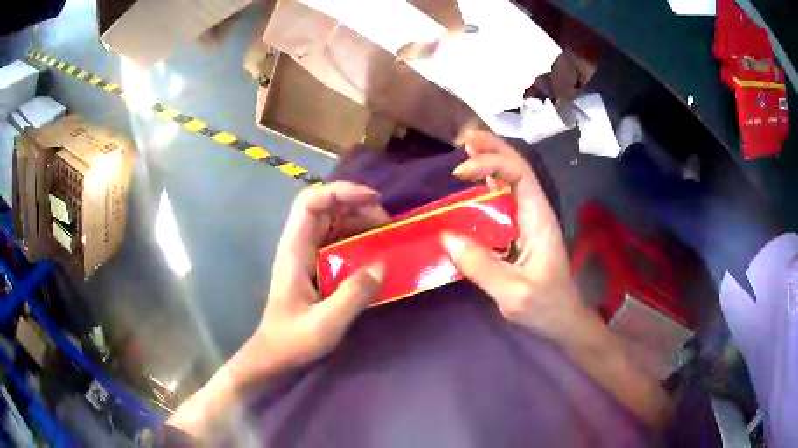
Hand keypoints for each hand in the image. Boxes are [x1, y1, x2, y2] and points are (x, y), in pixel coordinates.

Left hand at [256, 181, 388, 371]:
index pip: (311, 202)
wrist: (274, 356)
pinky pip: (337, 240)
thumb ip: (353, 295)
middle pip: (324, 207)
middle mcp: (298, 245)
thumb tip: (382, 265)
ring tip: (385, 233)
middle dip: (357, 205)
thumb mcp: (326, 324)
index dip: (340, 192)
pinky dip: (357, 237)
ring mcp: (306, 255)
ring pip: (332, 221)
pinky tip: (374, 251)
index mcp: (295, 250)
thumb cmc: (293, 341)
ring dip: (359, 219)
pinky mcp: (314, 267)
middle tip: (386, 223)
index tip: (373, 200)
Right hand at [442, 131, 669, 427]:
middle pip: (517, 168)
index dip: (491, 162)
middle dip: (492, 149)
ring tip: (466, 149)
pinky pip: (504, 200)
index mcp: (539, 218)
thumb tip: (446, 237)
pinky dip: (489, 185)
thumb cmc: (545, 307)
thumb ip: (482, 266)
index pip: (520, 173)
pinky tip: (475, 181)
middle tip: (464, 139)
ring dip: (490, 161)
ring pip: (511, 180)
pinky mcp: (521, 232)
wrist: (563, 320)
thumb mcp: (513, 293)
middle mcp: (535, 212)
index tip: (461, 172)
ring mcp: (529, 221)